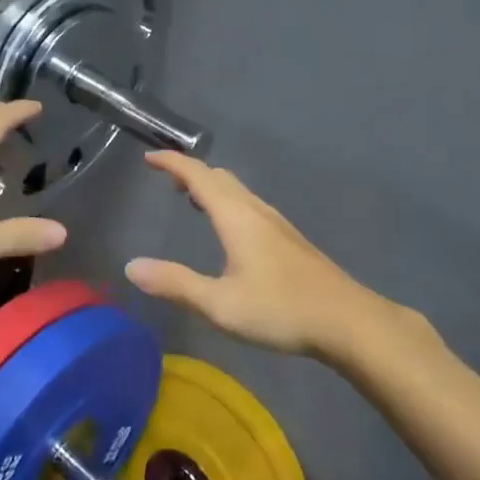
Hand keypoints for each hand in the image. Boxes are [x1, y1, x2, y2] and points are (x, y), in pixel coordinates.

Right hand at [125, 152, 436, 358]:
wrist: (348, 321)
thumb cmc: (281, 309)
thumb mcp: (219, 304)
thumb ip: (175, 284)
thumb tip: (131, 267)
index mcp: (236, 216)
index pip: (198, 175)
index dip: (172, 162)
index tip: (148, 158)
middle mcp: (256, 210)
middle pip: (219, 177)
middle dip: (190, 172)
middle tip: (166, 180)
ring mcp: (277, 223)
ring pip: (238, 190)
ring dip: (211, 187)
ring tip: (191, 200)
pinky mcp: (289, 239)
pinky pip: (249, 205)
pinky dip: (227, 202)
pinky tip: (229, 230)